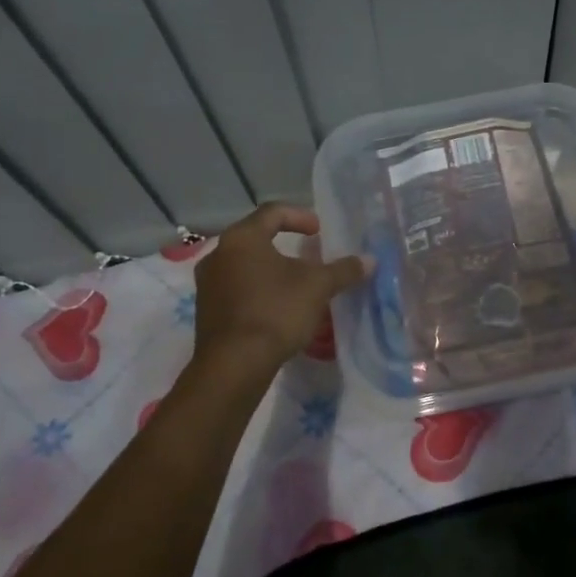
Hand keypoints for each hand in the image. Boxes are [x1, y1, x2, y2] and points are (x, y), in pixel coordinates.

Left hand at [191, 204, 369, 376]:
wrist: (234, 364)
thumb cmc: (276, 312)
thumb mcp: (317, 287)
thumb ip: (343, 270)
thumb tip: (369, 260)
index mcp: (242, 238)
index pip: (272, 212)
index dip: (300, 216)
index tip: (319, 230)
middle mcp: (218, 254)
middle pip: (255, 238)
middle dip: (285, 245)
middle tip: (309, 256)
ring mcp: (208, 283)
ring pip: (244, 265)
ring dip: (271, 270)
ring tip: (295, 284)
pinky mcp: (206, 310)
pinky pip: (236, 289)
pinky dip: (258, 290)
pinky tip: (277, 308)